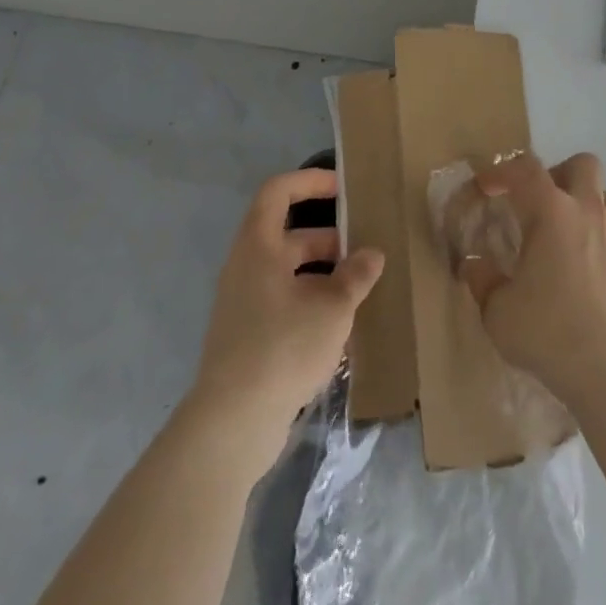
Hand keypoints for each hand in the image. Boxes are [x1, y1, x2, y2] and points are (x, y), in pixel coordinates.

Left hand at [191, 168, 383, 460]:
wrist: (233, 422)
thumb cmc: (283, 346)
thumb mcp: (332, 307)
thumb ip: (355, 275)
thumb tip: (372, 255)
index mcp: (258, 247)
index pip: (277, 193)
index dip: (309, 182)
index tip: (343, 189)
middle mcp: (246, 269)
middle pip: (288, 237)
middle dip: (329, 241)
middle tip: (364, 253)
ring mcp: (243, 306)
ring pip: (288, 275)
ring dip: (323, 277)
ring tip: (360, 292)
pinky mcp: (247, 339)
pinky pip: (283, 305)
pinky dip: (311, 305)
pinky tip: (340, 330)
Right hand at [459, 152, 605, 409]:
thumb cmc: (548, 331)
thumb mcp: (498, 310)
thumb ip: (483, 280)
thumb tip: (473, 265)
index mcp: (551, 211)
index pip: (525, 169)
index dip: (501, 171)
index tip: (485, 188)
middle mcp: (587, 211)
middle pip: (581, 164)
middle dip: (557, 173)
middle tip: (535, 203)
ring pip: (604, 194)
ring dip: (583, 201)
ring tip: (562, 231)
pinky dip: (598, 234)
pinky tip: (582, 265)